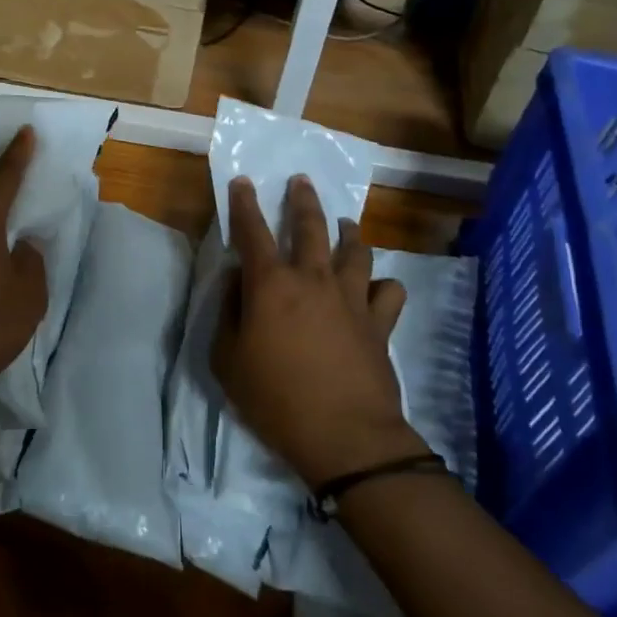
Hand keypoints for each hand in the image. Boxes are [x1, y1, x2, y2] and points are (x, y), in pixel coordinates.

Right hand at [211, 175, 424, 489]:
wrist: (344, 436)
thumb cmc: (275, 398)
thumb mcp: (228, 360)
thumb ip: (228, 312)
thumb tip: (237, 280)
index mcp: (271, 284)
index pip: (253, 231)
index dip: (245, 204)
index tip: (244, 181)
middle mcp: (313, 278)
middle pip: (310, 226)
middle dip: (302, 199)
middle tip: (301, 181)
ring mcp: (351, 297)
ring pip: (355, 249)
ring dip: (349, 232)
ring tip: (346, 224)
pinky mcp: (379, 321)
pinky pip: (389, 290)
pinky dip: (383, 284)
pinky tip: (377, 287)